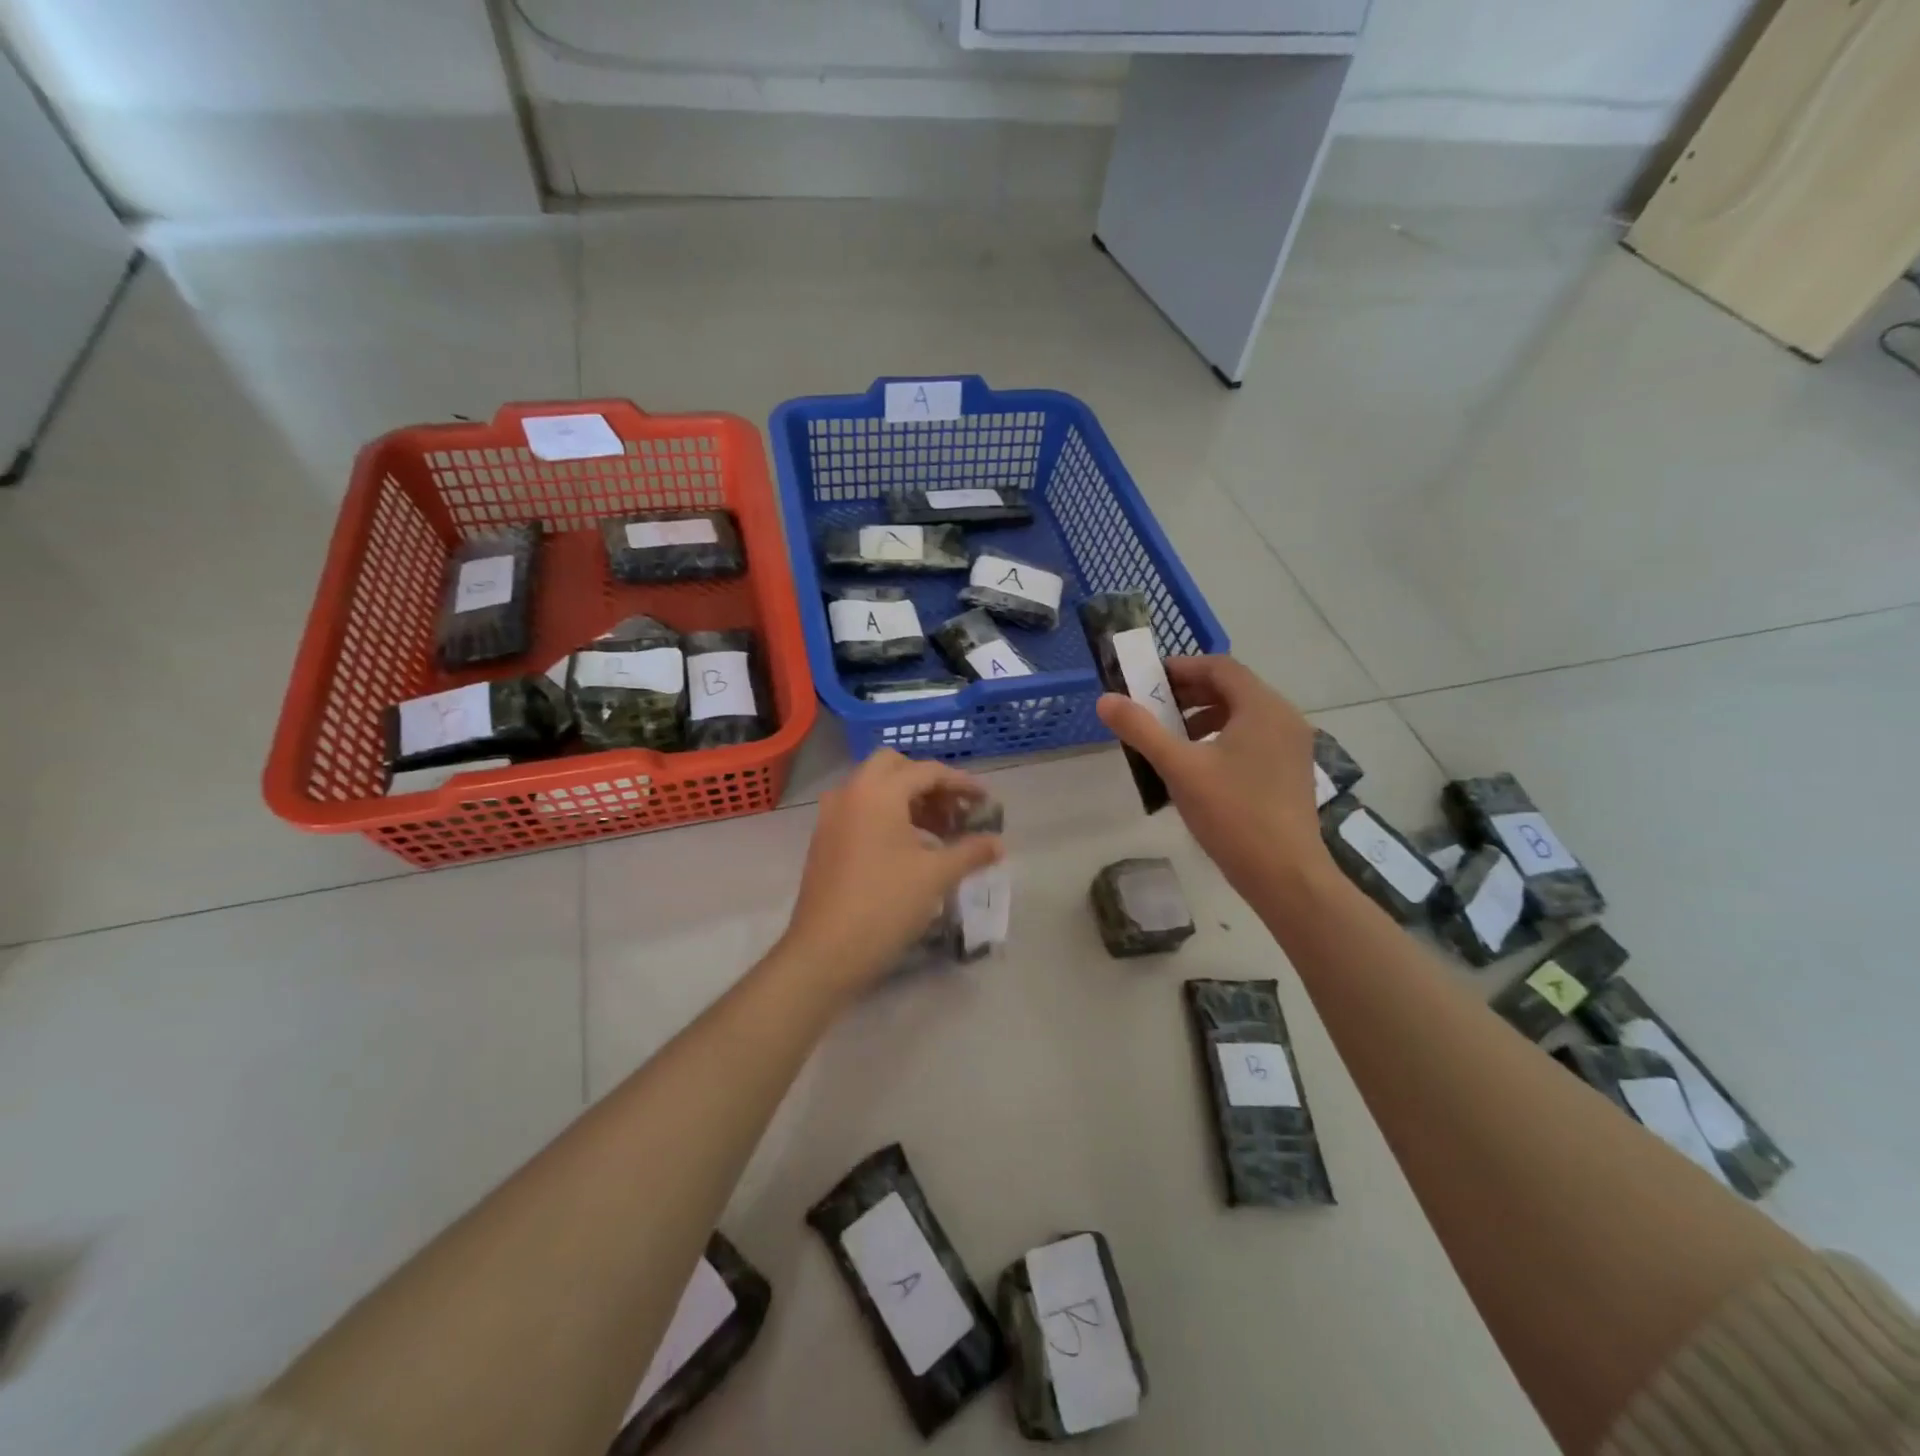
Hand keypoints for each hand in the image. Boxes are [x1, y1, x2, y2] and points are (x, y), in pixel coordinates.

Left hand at [780, 750, 1002, 992]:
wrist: (825, 952)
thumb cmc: (885, 905)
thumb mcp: (936, 876)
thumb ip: (971, 851)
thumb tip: (998, 843)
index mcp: (877, 792)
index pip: (926, 771)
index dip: (961, 783)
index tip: (985, 801)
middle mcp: (850, 793)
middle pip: (893, 767)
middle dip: (928, 783)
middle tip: (953, 811)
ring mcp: (831, 816)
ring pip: (873, 789)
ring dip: (907, 800)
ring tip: (938, 833)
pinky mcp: (824, 840)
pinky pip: (859, 811)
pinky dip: (886, 816)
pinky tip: (908, 849)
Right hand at [1096, 656, 1332, 901]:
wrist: (1285, 874)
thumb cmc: (1233, 814)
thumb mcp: (1180, 768)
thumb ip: (1141, 730)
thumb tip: (1104, 699)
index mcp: (1262, 707)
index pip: (1220, 666)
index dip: (1181, 667)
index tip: (1148, 680)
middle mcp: (1283, 718)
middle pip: (1233, 688)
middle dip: (1190, 692)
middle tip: (1153, 707)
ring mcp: (1292, 746)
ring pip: (1243, 714)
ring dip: (1204, 715)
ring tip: (1172, 737)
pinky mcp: (1290, 771)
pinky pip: (1253, 737)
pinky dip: (1223, 736)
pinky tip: (1199, 765)